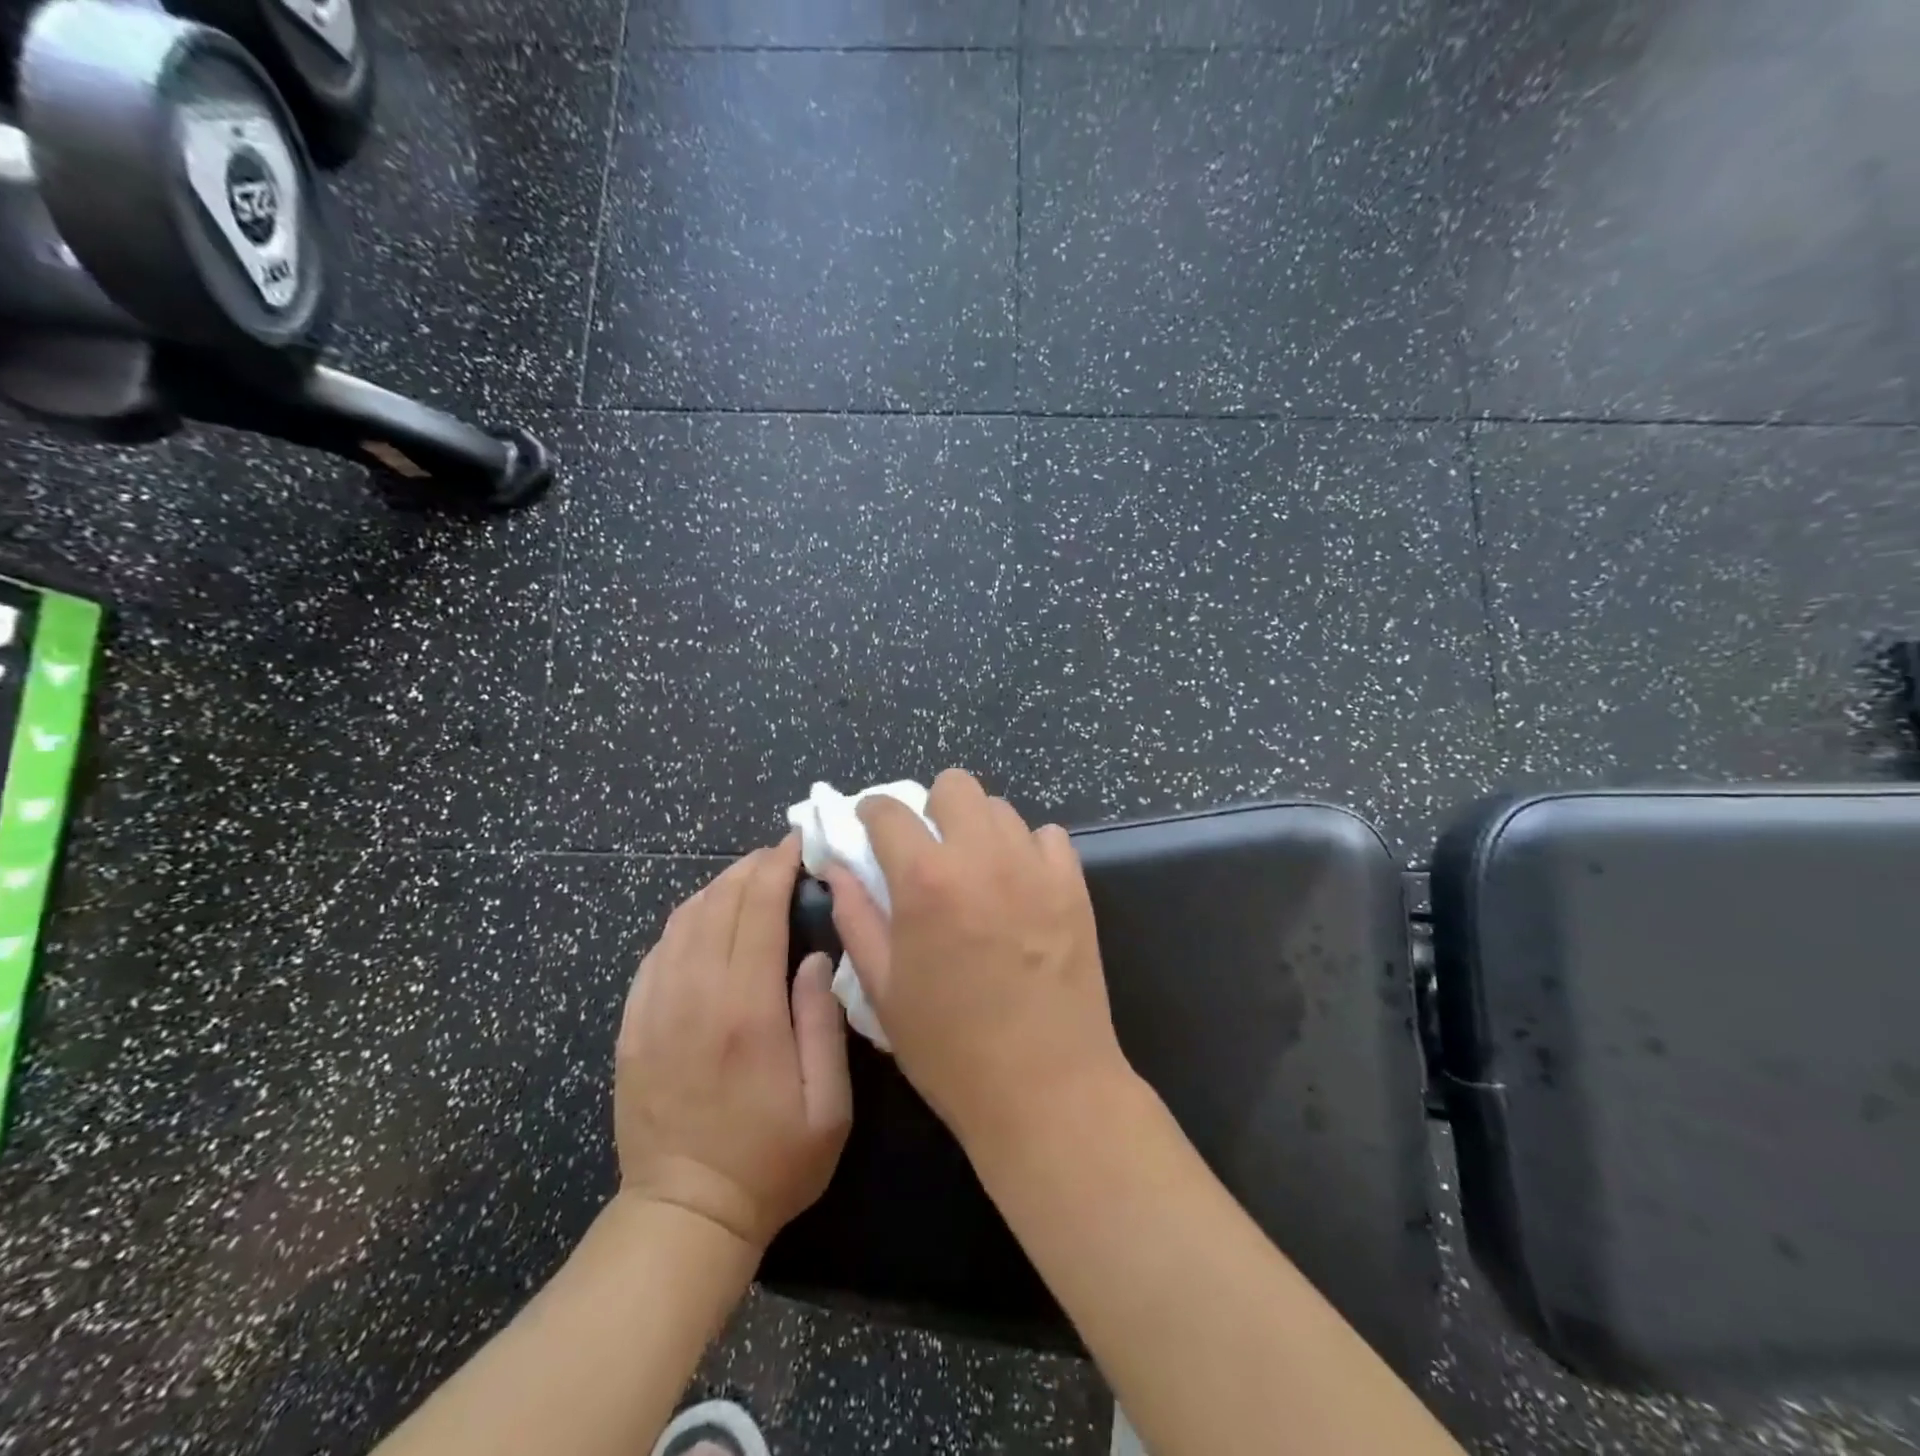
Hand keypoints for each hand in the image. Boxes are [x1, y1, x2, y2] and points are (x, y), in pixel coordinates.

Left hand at [615, 837, 851, 1249]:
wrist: (684, 1216)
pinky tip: (703, 921)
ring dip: (716, 888)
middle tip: (777, 856)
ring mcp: (655, 1010)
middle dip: (749, 868)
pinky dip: (683, 922)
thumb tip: (816, 957)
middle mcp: (695, 996)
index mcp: (747, 1011)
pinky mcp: (632, 1026)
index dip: (776, 868)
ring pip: (682, 921)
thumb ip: (824, 1022)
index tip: (796, 845)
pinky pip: (655, 953)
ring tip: (746, 879)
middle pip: (717, 904)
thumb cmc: (772, 1162)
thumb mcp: (828, 1105)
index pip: (757, 911)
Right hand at [823, 769, 1130, 1151]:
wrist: (1045, 1088)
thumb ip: (855, 916)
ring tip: (976, 871)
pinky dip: (1027, 849)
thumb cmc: (949, 1048)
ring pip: (1000, 808)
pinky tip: (1020, 886)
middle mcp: (981, 855)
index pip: (889, 810)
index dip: (871, 812)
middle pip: (954, 785)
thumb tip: (837, 868)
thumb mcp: (883, 988)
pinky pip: (1047, 837)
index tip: (869, 827)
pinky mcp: (1074, 884)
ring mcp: (1034, 866)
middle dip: (931, 808)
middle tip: (929, 850)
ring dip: (978, 828)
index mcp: (925, 879)